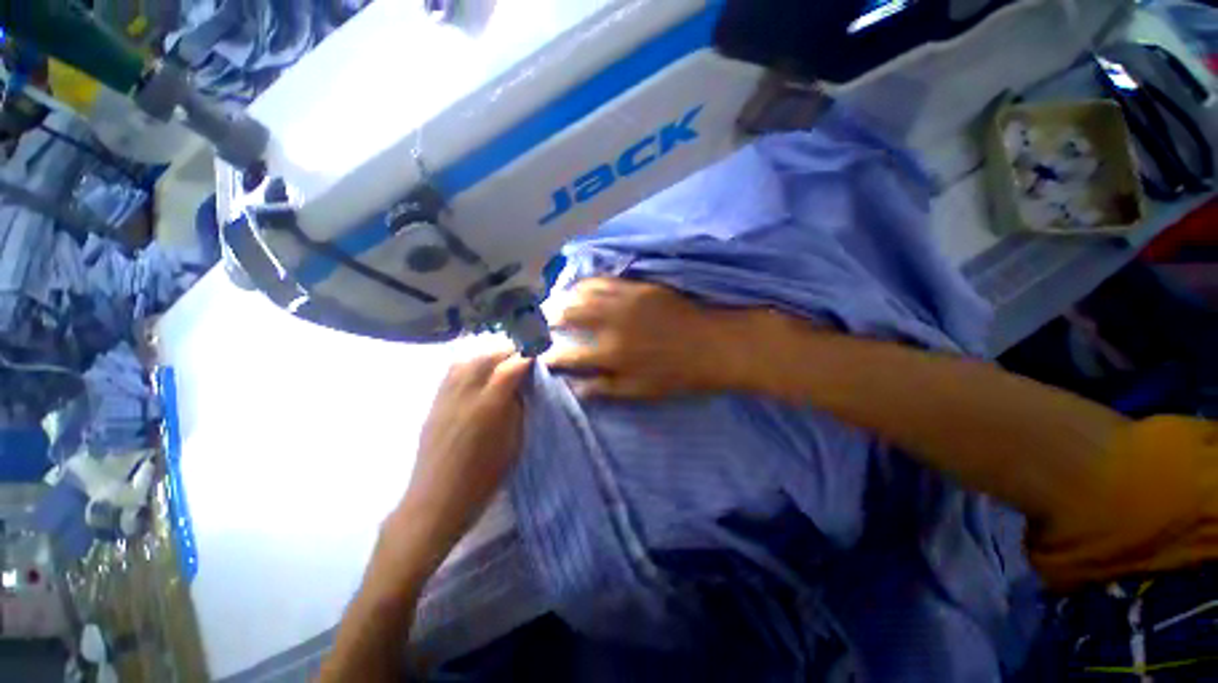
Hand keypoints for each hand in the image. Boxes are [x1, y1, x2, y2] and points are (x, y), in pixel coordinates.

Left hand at [369, 349, 531, 598]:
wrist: (435, 502)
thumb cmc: (483, 480)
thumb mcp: (513, 444)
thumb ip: (517, 410)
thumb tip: (521, 387)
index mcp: (488, 408)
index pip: (510, 368)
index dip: (526, 356)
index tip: (537, 351)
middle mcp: (464, 396)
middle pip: (486, 357)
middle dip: (508, 350)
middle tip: (522, 353)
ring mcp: (445, 398)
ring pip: (466, 360)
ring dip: (487, 354)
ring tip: (502, 358)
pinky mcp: (433, 404)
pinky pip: (451, 372)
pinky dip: (469, 363)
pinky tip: (478, 369)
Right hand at [544, 278, 757, 399]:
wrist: (713, 345)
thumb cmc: (677, 375)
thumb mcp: (640, 392)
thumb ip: (604, 389)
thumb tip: (575, 387)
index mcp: (611, 354)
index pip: (567, 355)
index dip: (549, 356)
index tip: (541, 356)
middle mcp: (611, 323)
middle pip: (568, 314)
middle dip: (548, 317)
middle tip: (539, 320)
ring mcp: (624, 300)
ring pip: (582, 293)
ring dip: (563, 296)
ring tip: (554, 301)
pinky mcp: (638, 287)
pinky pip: (604, 280)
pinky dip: (586, 283)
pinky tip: (579, 285)